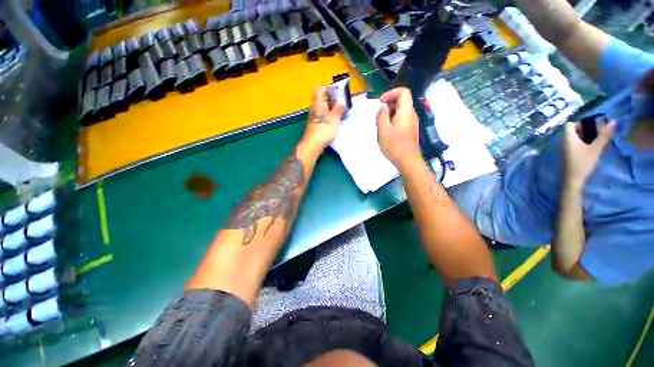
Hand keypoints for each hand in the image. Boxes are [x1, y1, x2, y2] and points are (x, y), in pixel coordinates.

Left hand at [302, 87, 346, 150]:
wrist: (313, 145)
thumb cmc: (324, 129)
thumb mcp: (335, 117)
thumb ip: (339, 108)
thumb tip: (341, 100)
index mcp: (318, 103)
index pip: (321, 89)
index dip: (329, 88)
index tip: (338, 92)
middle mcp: (314, 109)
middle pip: (322, 99)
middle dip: (333, 100)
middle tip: (343, 104)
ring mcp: (314, 118)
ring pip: (323, 109)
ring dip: (331, 110)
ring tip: (341, 113)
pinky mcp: (315, 126)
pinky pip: (323, 118)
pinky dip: (329, 118)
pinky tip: (335, 123)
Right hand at [376, 87, 421, 168]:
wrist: (408, 161)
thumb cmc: (394, 145)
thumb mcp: (383, 130)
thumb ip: (382, 115)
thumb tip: (383, 106)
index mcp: (406, 111)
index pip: (403, 92)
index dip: (391, 93)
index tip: (381, 103)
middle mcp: (411, 114)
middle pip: (402, 101)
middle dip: (388, 104)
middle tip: (378, 116)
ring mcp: (412, 122)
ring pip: (401, 110)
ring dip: (389, 113)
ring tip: (380, 124)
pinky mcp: (410, 129)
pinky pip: (402, 118)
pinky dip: (393, 120)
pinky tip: (386, 130)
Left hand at [562, 121, 615, 188]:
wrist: (573, 180)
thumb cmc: (583, 163)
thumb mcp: (596, 148)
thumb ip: (604, 135)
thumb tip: (613, 121)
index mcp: (567, 138)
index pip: (569, 124)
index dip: (580, 123)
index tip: (592, 127)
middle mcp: (563, 142)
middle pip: (572, 131)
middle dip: (585, 130)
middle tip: (597, 135)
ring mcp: (563, 149)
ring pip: (573, 139)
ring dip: (584, 138)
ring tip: (596, 142)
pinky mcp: (566, 156)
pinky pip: (573, 146)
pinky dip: (581, 145)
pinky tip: (591, 150)